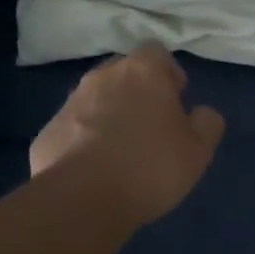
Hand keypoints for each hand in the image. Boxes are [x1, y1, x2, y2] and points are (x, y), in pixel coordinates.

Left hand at [31, 43, 226, 226]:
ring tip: (121, 153)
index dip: (169, 75)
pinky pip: (74, 129)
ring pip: (96, 100)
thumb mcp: (199, 150)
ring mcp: (70, 103)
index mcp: (143, 71)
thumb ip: (207, 123)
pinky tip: (95, 171)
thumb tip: (201, 113)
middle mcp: (103, 77)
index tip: (176, 102)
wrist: (81, 200)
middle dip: (137, 93)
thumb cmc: (150, 166)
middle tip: (151, 127)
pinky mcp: (47, 132)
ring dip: (109, 116)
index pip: (158, 54)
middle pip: (124, 73)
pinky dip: (84, 142)